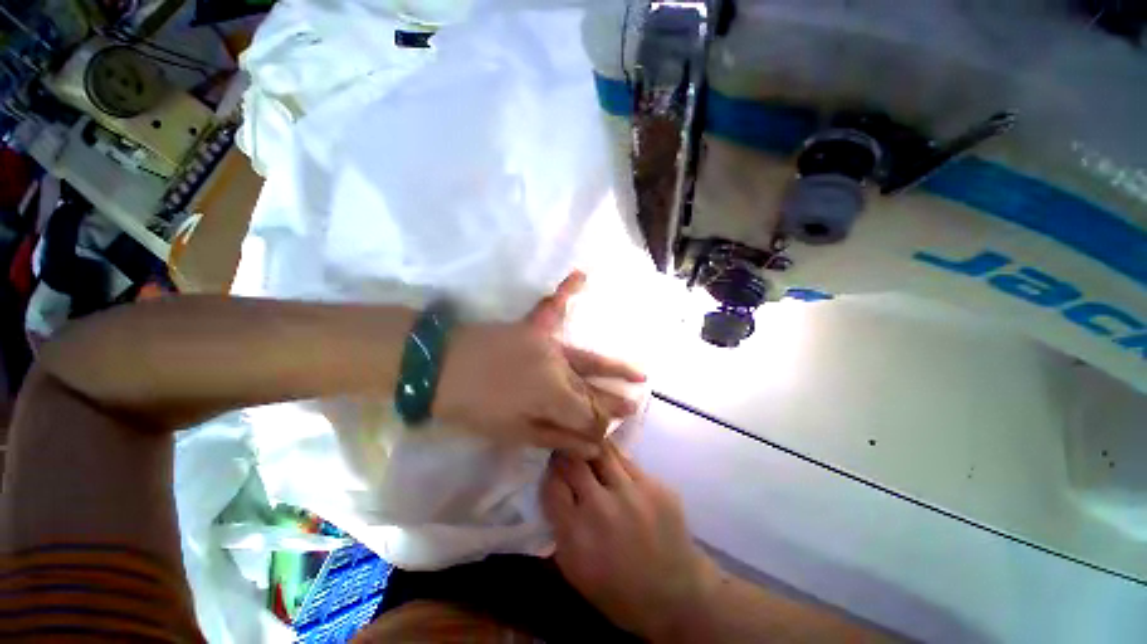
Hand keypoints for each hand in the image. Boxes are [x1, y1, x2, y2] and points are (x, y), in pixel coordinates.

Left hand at [433, 272, 645, 457]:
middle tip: (635, 405)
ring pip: (586, 359)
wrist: (436, 368)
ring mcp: (547, 344)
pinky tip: (582, 276)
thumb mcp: (513, 433)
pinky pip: (552, 306)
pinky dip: (566, 290)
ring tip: (640, 373)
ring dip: (613, 367)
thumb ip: (556, 436)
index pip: (589, 414)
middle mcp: (559, 366)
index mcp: (554, 395)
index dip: (598, 427)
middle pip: (592, 387)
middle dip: (614, 400)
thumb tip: (592, 444)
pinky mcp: (532, 327)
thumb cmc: (472, 407)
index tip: (602, 437)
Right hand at [542, 442, 720, 640]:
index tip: (554, 471)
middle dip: (567, 455)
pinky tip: (619, 474)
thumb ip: (560, 526)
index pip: (552, 484)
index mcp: (576, 535)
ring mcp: (632, 492)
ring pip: (602, 452)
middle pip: (573, 461)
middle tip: (568, 454)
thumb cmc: (618, 591)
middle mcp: (602, 507)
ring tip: (591, 453)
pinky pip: (628, 462)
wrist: (676, 595)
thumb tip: (553, 487)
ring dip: (592, 451)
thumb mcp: (575, 570)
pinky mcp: (655, 485)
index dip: (551, 474)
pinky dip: (617, 464)